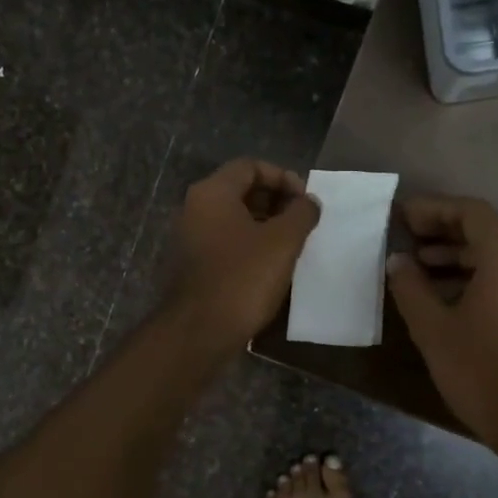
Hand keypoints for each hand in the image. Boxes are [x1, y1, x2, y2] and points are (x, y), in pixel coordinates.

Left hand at [166, 158, 320, 350]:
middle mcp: (194, 208)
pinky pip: (224, 242)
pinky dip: (248, 245)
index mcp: (212, 193)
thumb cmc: (242, 278)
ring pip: (233, 218)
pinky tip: (270, 266)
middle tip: (302, 222)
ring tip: (292, 244)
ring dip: (264, 225)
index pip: (250, 166)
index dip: (282, 177)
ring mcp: (189, 238)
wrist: (199, 332)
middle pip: (240, 190)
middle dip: (275, 201)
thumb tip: (308, 201)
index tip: (305, 200)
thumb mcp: (282, 242)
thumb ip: (301, 214)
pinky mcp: (191, 265)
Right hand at [384, 195, 497, 457]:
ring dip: (455, 254)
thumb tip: (397, 261)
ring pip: (495, 254)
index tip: (401, 217)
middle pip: (485, 229)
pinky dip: (472, 274)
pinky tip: (442, 294)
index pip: (470, 212)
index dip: (433, 208)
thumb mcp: (433, 329)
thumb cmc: (481, 372)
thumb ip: (410, 287)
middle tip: (404, 237)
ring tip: (416, 267)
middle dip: (442, 229)